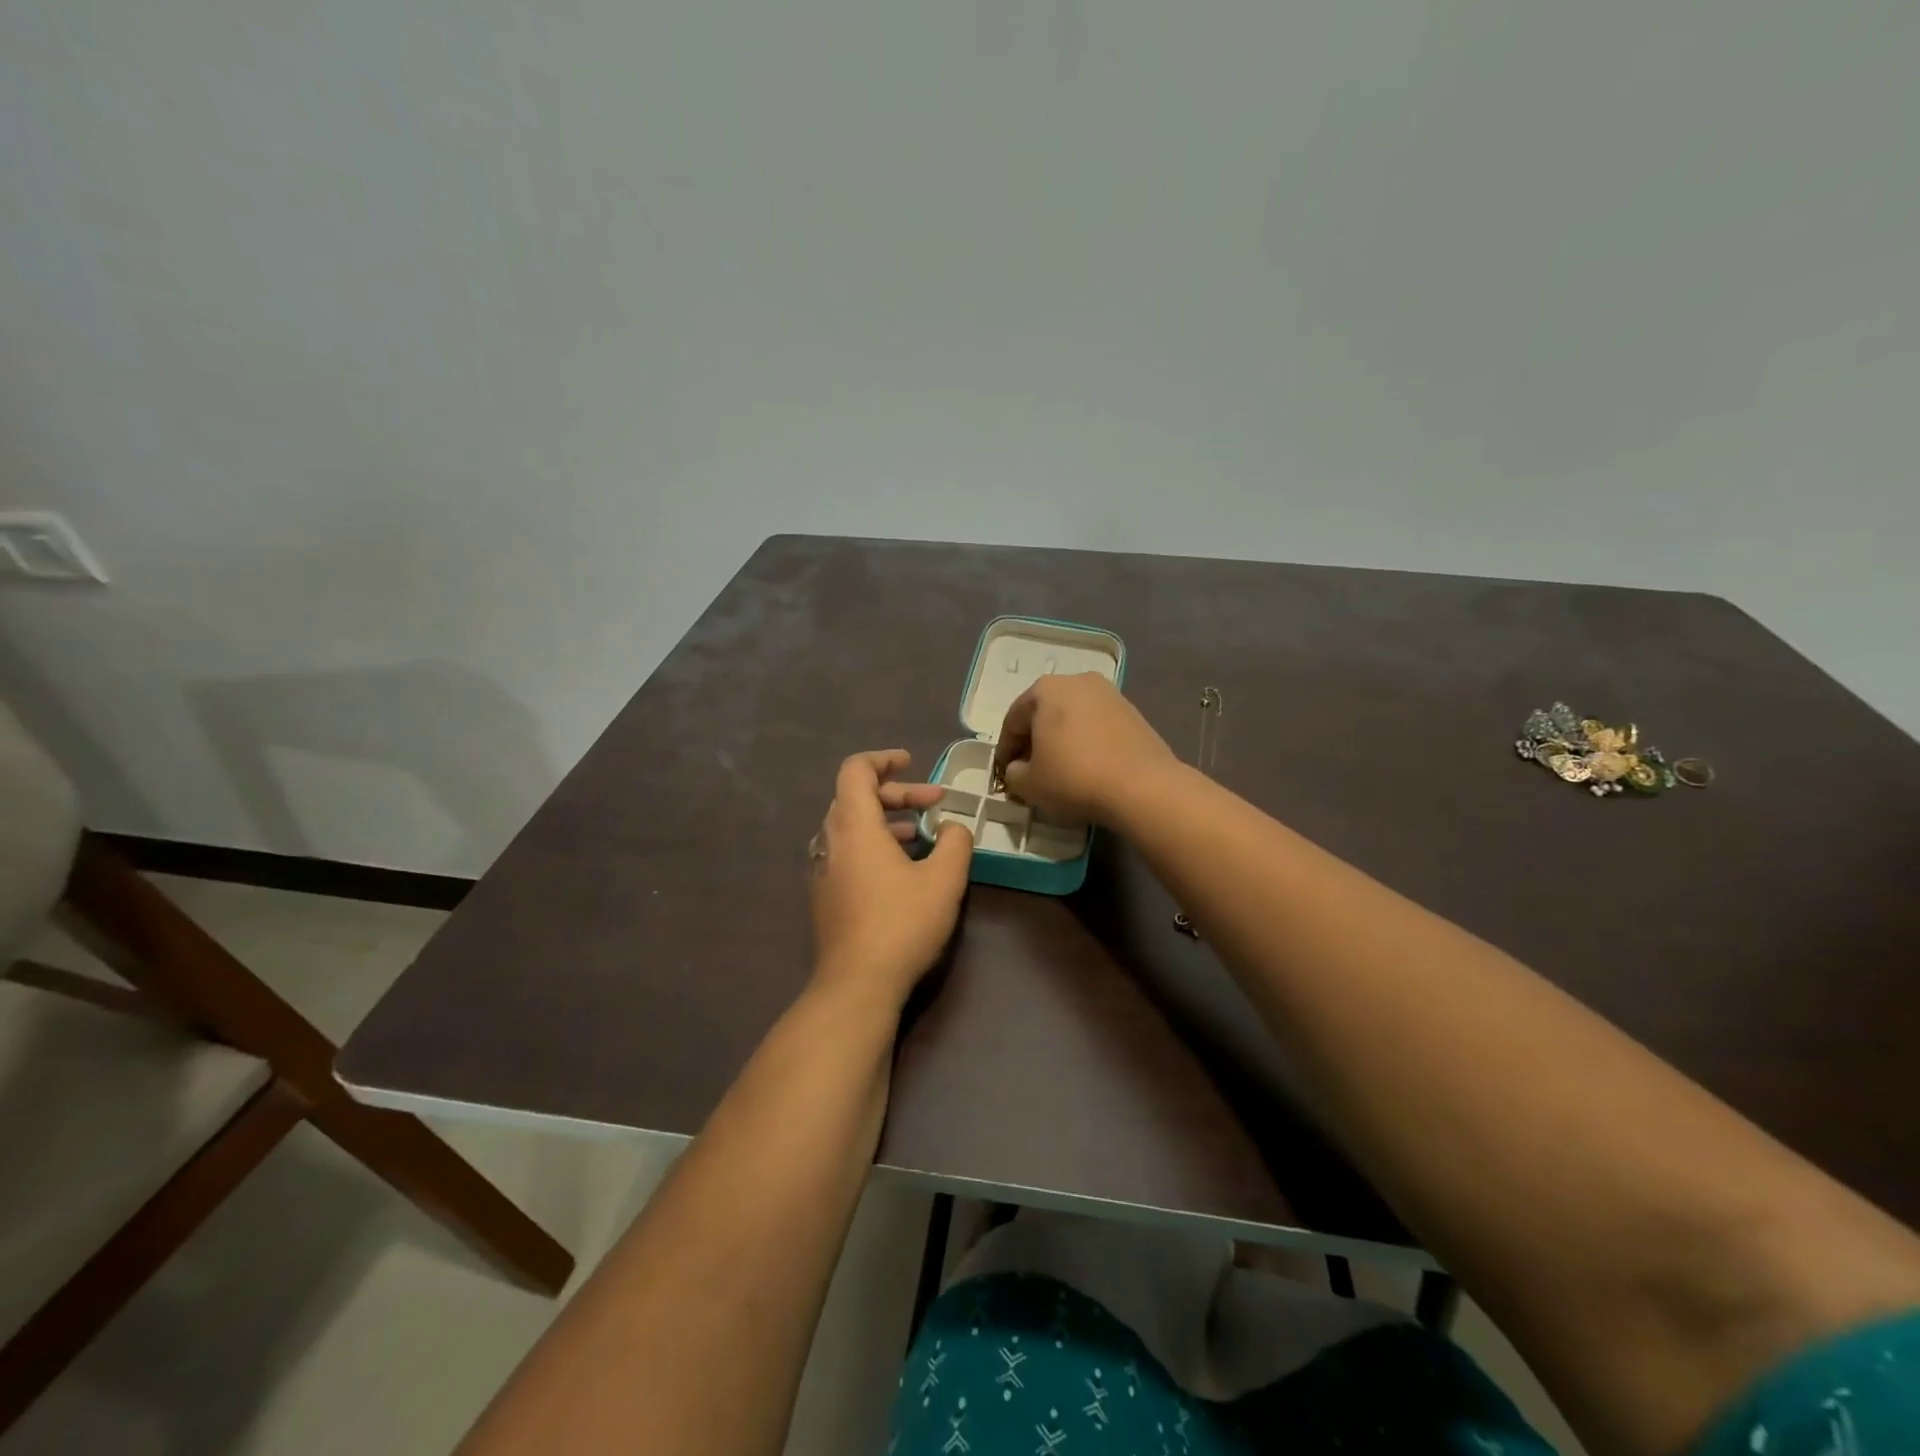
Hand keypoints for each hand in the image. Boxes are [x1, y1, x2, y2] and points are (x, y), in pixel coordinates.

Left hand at [808, 750, 972, 1008]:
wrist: (857, 985)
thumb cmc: (901, 924)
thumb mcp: (944, 880)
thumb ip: (956, 842)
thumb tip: (954, 827)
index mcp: (854, 827)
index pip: (856, 770)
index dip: (884, 759)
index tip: (912, 762)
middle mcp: (831, 842)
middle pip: (855, 797)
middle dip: (896, 793)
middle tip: (934, 803)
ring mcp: (823, 871)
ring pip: (851, 827)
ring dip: (886, 820)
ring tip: (922, 834)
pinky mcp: (825, 896)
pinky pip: (847, 853)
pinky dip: (873, 845)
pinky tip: (902, 870)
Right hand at [993, 673, 1175, 824]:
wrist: (1142, 787)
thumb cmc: (1074, 778)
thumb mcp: (1028, 784)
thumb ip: (1013, 773)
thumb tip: (1019, 769)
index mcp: (1045, 689)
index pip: (1013, 721)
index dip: (1005, 750)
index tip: (1005, 775)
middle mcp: (1077, 681)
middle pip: (1044, 714)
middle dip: (1034, 742)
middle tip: (1030, 771)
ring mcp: (1109, 694)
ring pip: (1072, 719)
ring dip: (1061, 741)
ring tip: (1060, 771)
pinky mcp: (1133, 712)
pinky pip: (1097, 726)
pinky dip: (1086, 743)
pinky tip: (1087, 767)